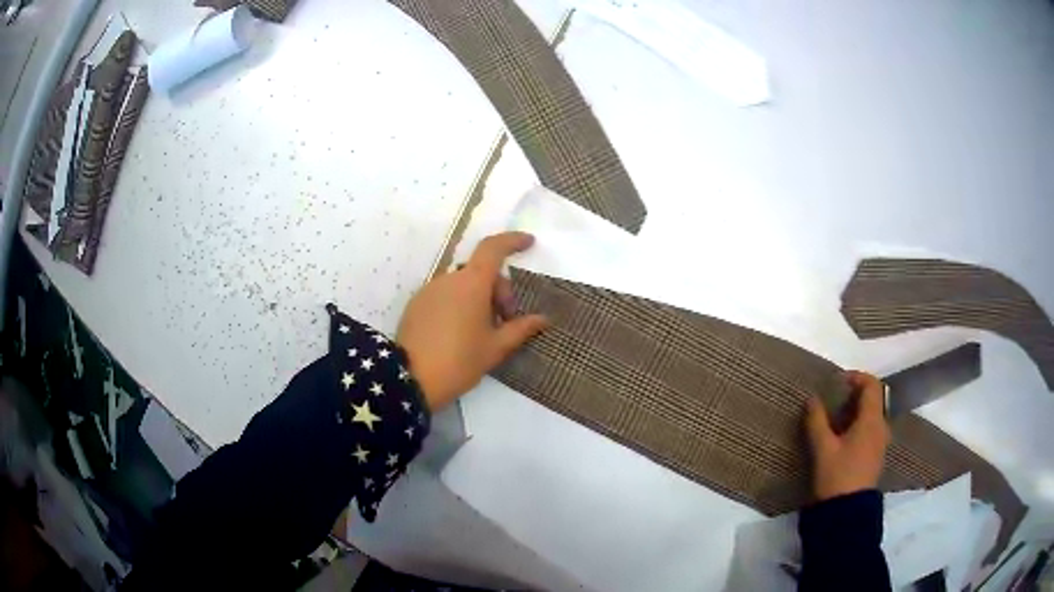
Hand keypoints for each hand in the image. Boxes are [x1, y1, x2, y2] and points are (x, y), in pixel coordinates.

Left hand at [397, 232, 548, 410]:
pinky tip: (460, 333)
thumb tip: (543, 319)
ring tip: (482, 332)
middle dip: (499, 290)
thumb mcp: (495, 348)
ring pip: (462, 284)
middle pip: (481, 271)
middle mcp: (449, 279)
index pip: (494, 248)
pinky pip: (445, 295)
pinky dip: (459, 304)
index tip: (529, 243)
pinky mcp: (416, 304)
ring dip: (478, 298)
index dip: (512, 241)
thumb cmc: (459, 361)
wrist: (409, 379)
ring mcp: (429, 290)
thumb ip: (520, 329)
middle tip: (506, 321)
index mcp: (472, 283)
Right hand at [804, 371, 890, 500]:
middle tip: (833, 401)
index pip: (872, 385)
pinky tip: (842, 439)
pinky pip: (871, 430)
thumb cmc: (837, 477)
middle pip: (873, 399)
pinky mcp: (876, 456)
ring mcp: (881, 443)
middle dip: (854, 395)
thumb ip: (817, 421)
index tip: (837, 382)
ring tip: (835, 420)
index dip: (856, 377)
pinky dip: (859, 425)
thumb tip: (812, 399)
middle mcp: (881, 427)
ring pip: (872, 416)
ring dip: (856, 411)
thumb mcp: (822, 449)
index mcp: (872, 420)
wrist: (848, 513)